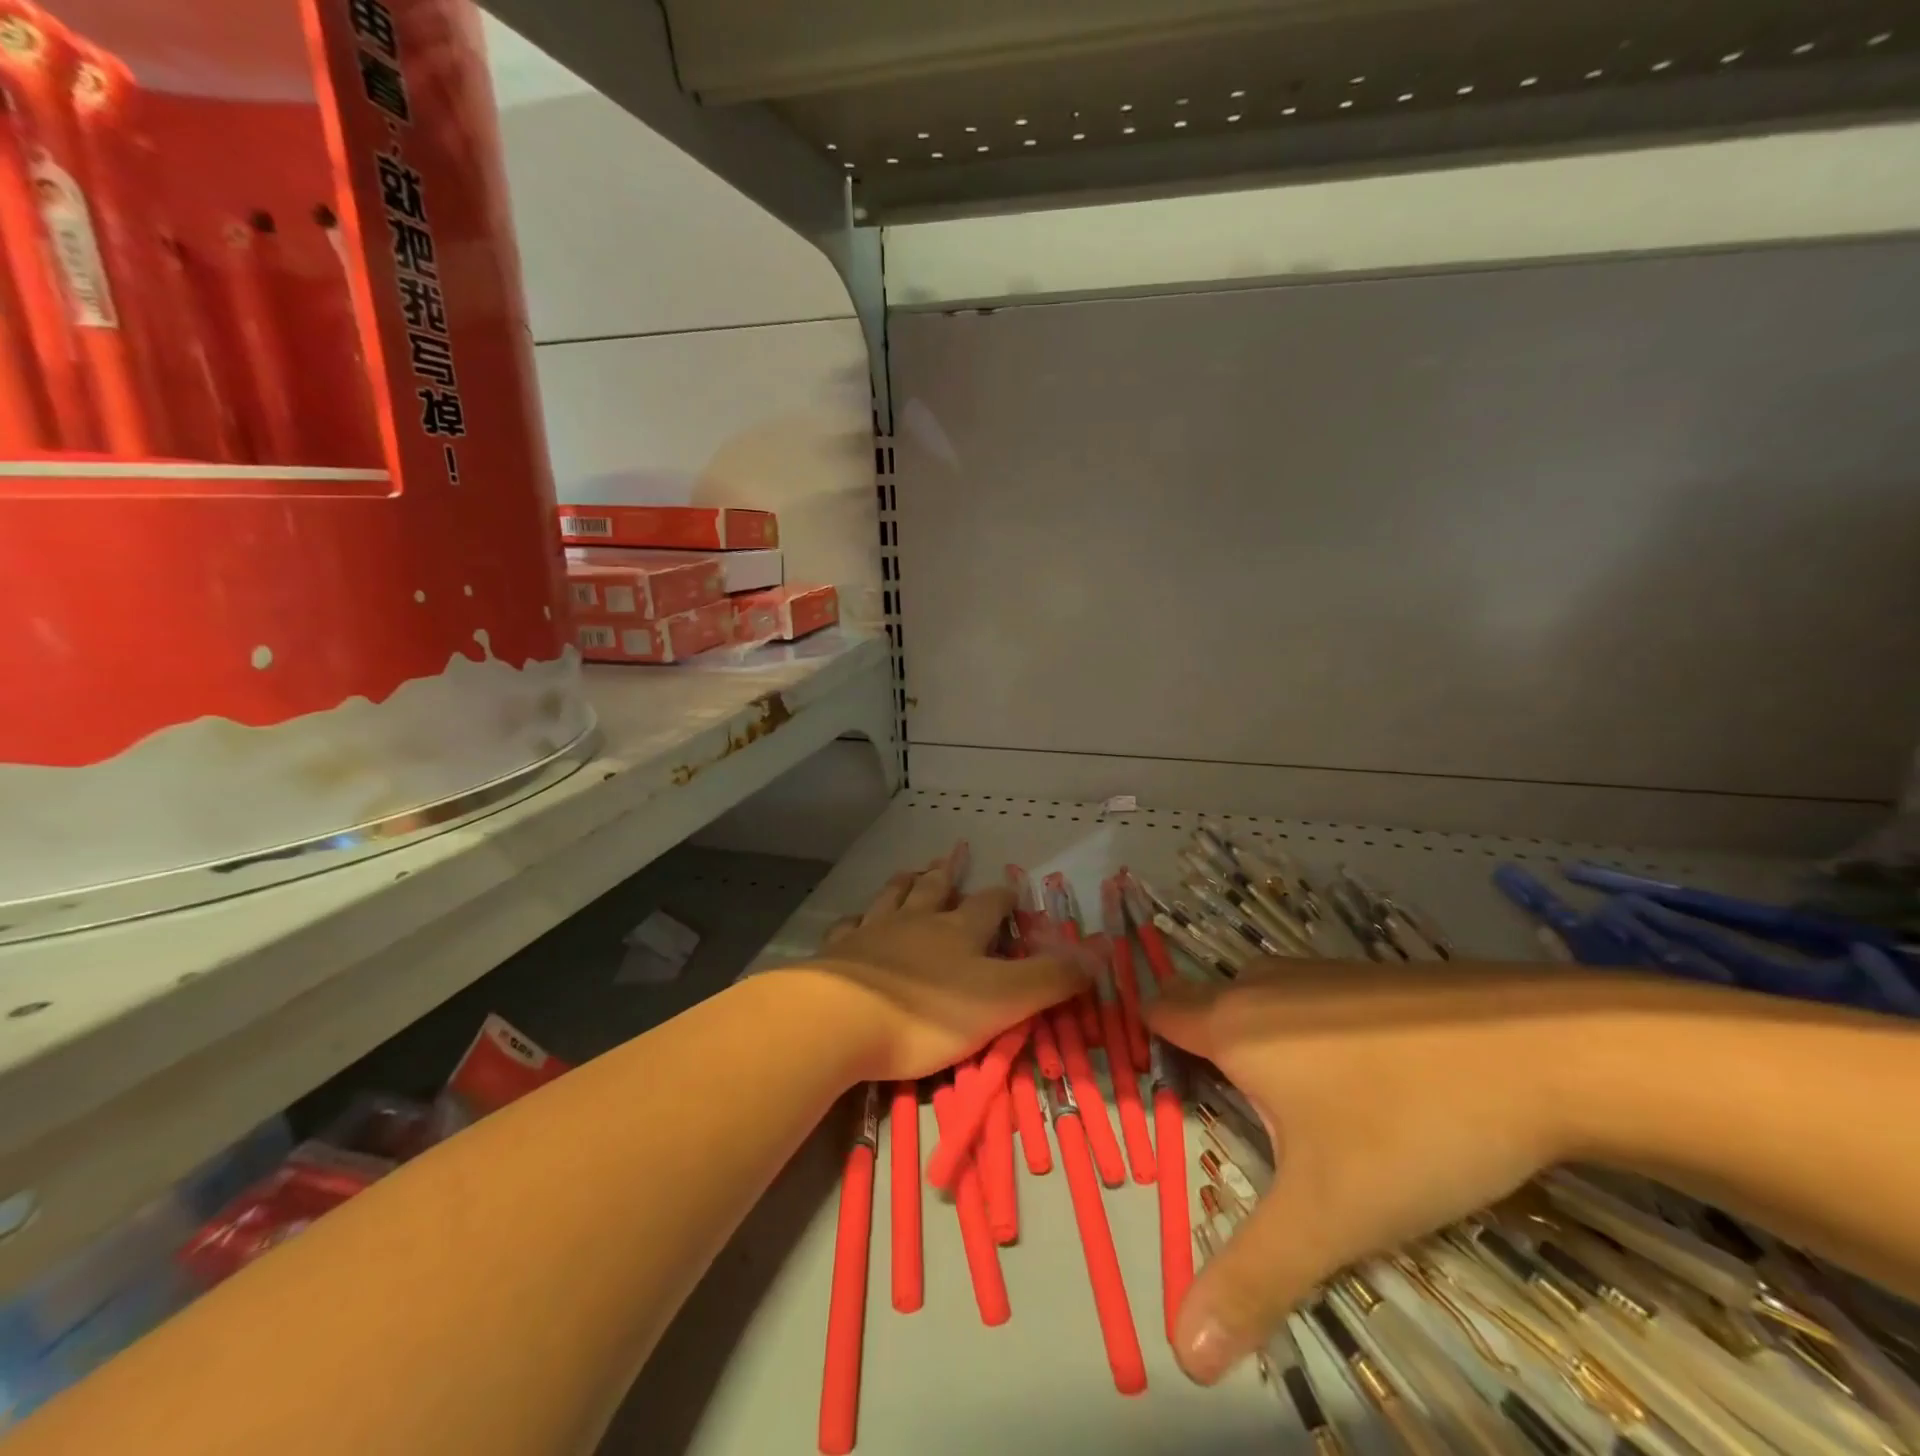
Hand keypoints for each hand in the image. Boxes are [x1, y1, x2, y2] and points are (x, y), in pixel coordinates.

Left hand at [805, 857, 1087, 1082]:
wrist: (841, 1019)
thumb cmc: (928, 1013)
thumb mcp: (1003, 1000)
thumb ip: (1050, 978)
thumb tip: (1100, 951)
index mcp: (959, 932)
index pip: (989, 905)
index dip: (1003, 896)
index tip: (1012, 887)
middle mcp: (917, 922)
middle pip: (935, 889)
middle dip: (949, 872)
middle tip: (954, 852)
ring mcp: (874, 933)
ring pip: (893, 898)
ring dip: (905, 883)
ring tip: (911, 869)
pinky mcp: (839, 953)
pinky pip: (849, 927)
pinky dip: (857, 919)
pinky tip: (855, 918)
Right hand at [1147, 962, 1599, 1384]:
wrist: (1548, 1051)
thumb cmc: (1413, 1125)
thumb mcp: (1330, 1214)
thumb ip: (1252, 1277)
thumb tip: (1181, 1352)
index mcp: (1235, 1023)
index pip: (1159, 1011)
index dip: (1149, 1046)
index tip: (1164, 1097)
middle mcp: (1265, 984)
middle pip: (1207, 1010)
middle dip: (1205, 1059)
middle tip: (1229, 1125)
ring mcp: (1322, 973)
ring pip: (1263, 1007)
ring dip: (1262, 1053)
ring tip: (1294, 1118)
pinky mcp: (1371, 978)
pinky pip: (1311, 1005)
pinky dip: (1310, 1041)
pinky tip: (1364, 1089)